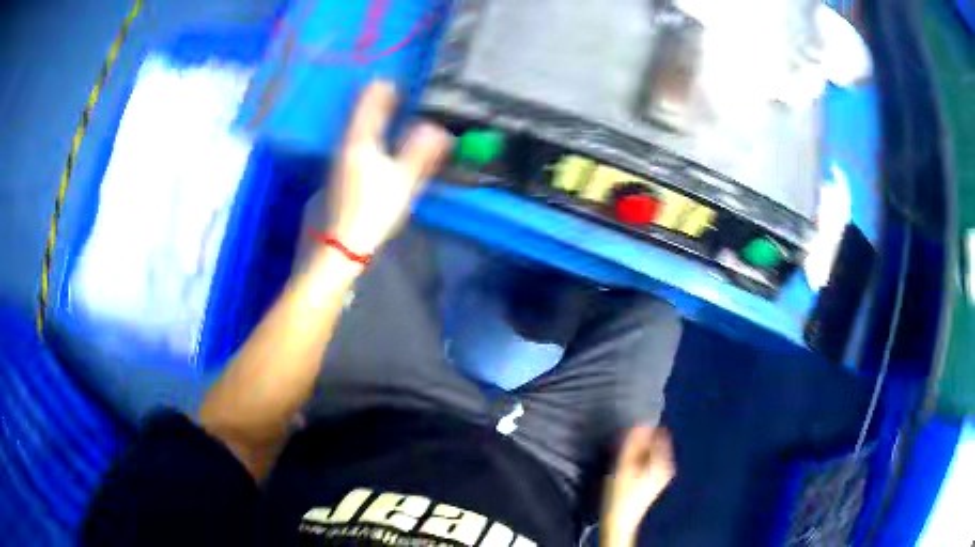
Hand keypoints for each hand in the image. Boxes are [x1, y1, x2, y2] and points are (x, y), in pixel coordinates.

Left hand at [326, 81, 450, 255]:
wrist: (337, 246)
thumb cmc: (371, 211)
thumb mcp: (402, 182)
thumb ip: (420, 153)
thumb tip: (438, 128)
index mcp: (360, 142)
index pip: (369, 105)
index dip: (381, 91)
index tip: (391, 82)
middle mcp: (343, 147)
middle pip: (358, 118)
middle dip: (374, 105)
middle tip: (388, 94)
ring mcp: (334, 165)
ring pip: (351, 134)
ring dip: (367, 122)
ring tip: (381, 118)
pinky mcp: (331, 180)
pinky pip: (348, 149)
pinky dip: (361, 140)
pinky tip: (368, 151)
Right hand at [601, 426, 675, 546]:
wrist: (620, 521)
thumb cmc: (621, 493)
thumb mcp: (624, 465)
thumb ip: (633, 443)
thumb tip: (641, 421)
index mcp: (664, 461)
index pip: (659, 433)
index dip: (643, 431)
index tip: (628, 437)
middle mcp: (668, 466)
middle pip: (655, 443)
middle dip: (640, 442)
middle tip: (623, 448)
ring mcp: (662, 474)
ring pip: (650, 453)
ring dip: (637, 451)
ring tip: (623, 459)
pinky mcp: (655, 481)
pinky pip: (648, 461)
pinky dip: (638, 460)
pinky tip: (626, 468)